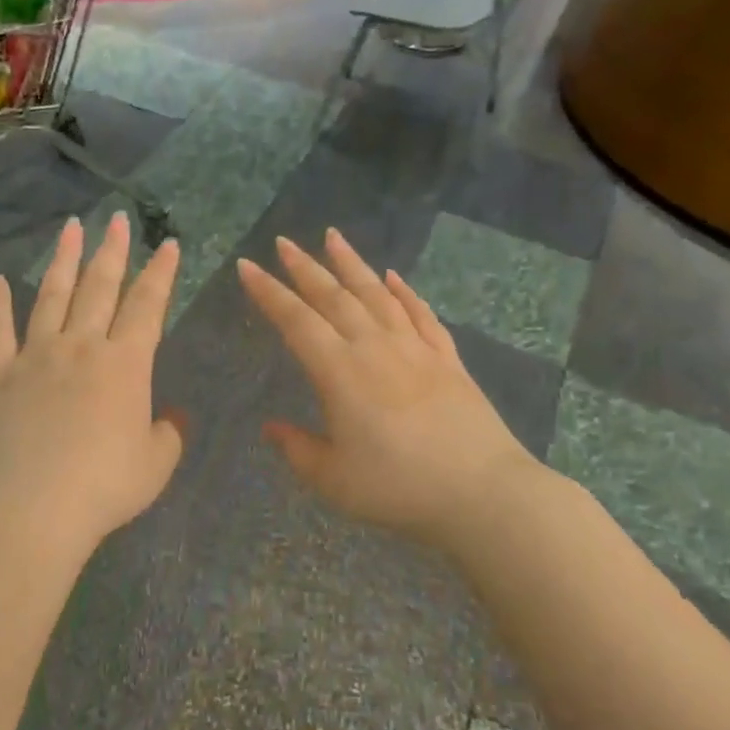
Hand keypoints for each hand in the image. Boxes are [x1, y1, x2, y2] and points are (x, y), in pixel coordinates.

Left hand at [0, 213, 183, 555]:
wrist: (32, 506)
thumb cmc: (104, 486)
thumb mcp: (155, 465)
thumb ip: (166, 435)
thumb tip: (168, 418)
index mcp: (125, 364)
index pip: (148, 305)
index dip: (161, 273)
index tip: (168, 244)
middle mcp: (81, 347)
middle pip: (100, 287)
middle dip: (112, 251)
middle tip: (118, 219)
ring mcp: (35, 356)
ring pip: (52, 296)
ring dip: (63, 260)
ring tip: (71, 228)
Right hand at [236, 229, 548, 551]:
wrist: (483, 493)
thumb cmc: (398, 487)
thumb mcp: (334, 479)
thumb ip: (298, 449)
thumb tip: (271, 427)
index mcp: (339, 371)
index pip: (295, 320)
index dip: (268, 292)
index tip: (247, 266)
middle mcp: (374, 347)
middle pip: (333, 296)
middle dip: (304, 267)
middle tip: (283, 242)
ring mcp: (414, 348)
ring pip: (376, 294)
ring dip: (351, 264)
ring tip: (333, 237)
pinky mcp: (446, 358)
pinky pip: (420, 314)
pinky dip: (404, 292)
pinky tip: (393, 277)